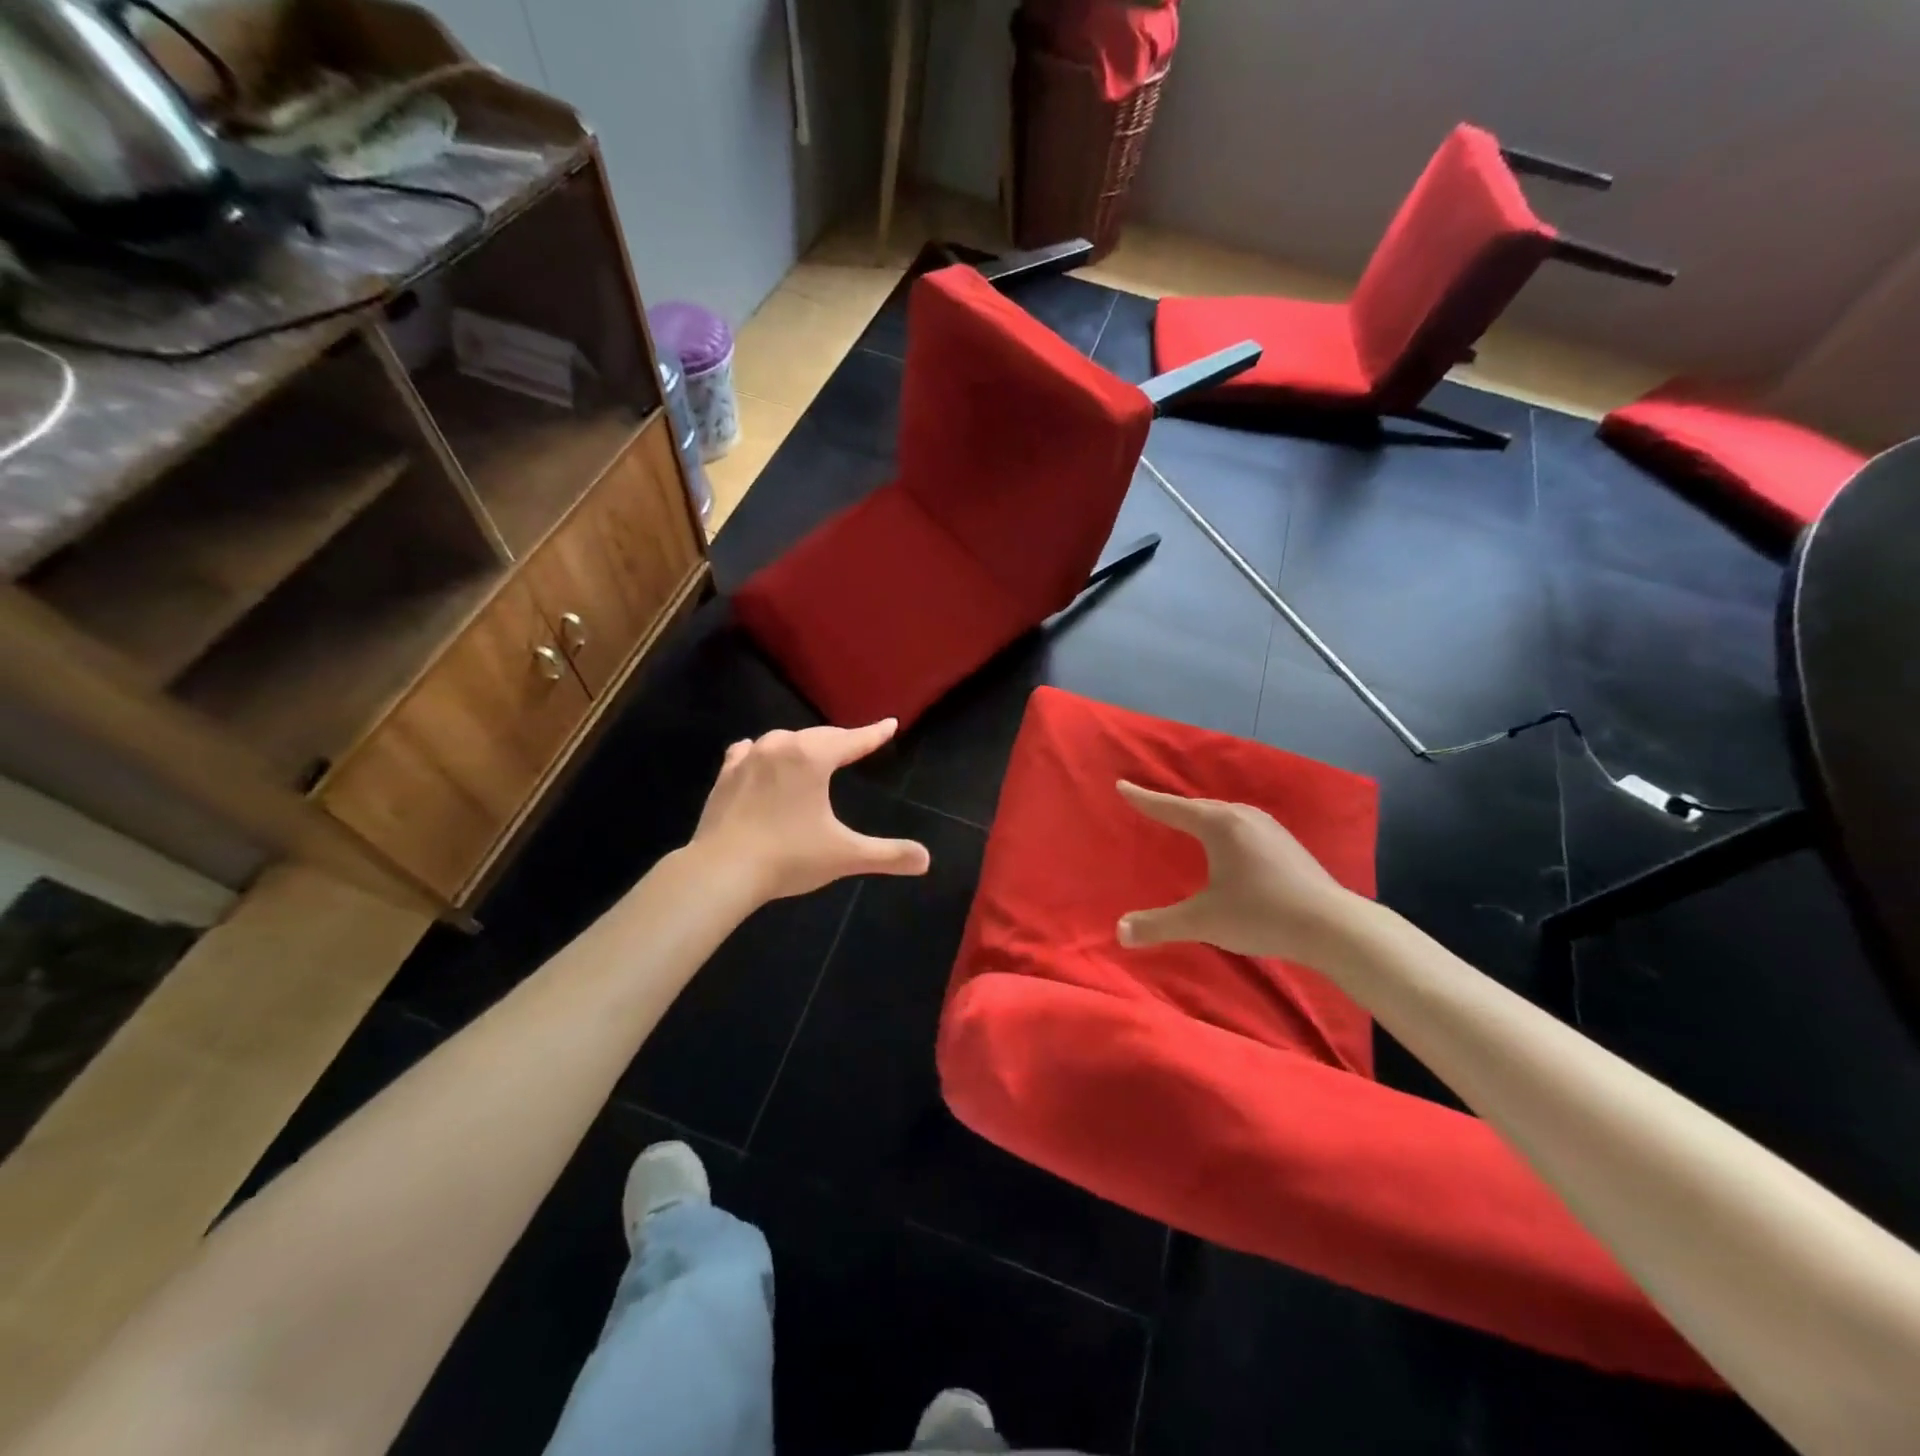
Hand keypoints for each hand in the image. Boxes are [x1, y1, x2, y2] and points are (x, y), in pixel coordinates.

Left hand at [691, 720, 930, 902]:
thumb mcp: (844, 855)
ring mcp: (749, 758)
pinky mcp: (725, 775)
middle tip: (856, 743)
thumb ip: (887, 855)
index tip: (890, 724)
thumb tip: (926, 860)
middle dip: (840, 739)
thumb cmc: (789, 857)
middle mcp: (780, 746)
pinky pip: (749, 751)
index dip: (874, 734)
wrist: (721, 870)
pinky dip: (763, 752)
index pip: (853, 740)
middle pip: (819, 736)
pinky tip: (759, 757)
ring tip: (812, 753)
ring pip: (784, 741)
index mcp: (812, 757)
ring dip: (802, 745)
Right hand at [1114, 780, 1366, 964]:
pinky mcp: (1286, 844)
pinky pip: (1241, 826)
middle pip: (1198, 807)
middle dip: (1172, 807)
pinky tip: (1227, 845)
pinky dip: (1222, 829)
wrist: (1334, 926)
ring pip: (1223, 815)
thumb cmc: (1261, 914)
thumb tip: (1119, 932)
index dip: (1145, 799)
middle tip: (1150, 805)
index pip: (1171, 808)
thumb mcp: (1203, 921)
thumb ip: (1159, 925)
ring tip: (1185, 823)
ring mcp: (1269, 828)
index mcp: (1218, 825)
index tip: (1122, 786)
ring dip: (1200, 817)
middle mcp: (1243, 817)